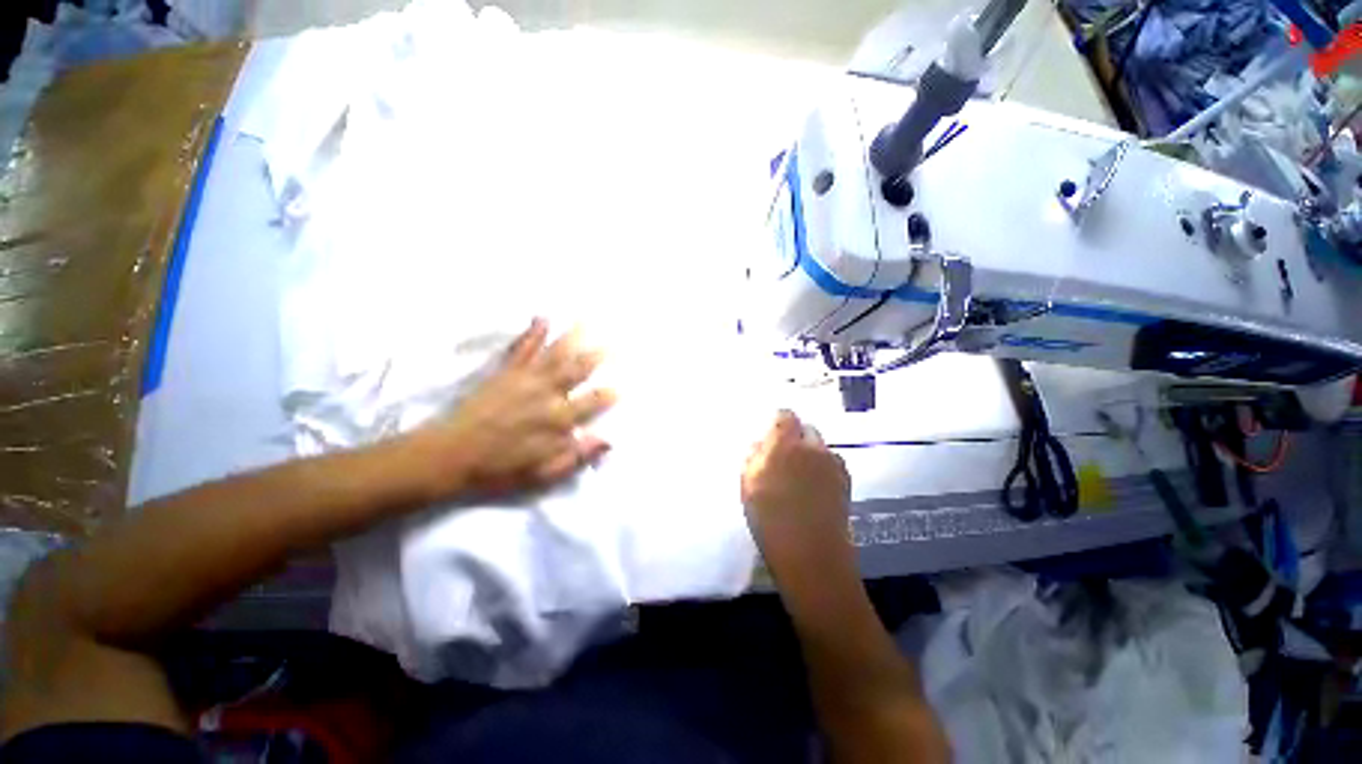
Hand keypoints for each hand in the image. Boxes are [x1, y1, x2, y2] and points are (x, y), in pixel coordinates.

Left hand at [403, 318, 615, 498]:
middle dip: (596, 356)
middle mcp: (546, 393)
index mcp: (558, 419)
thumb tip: (608, 441)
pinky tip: (541, 318)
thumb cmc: (498, 469)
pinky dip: (532, 332)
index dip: (609, 394)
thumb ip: (577, 456)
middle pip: (577, 370)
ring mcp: (525, 379)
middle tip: (613, 343)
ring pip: (555, 354)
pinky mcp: (505, 372)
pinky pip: (522, 348)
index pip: (592, 402)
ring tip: (586, 321)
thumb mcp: (542, 473)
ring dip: (572, 337)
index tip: (621, 386)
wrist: (449, 456)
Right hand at [741, 410, 853, 576]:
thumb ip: (752, 457)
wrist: (810, 554)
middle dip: (795, 438)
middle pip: (805, 429)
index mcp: (784, 445)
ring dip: (810, 453)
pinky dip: (823, 467)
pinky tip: (815, 488)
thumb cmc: (770, 519)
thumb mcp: (748, 485)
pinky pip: (832, 462)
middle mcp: (812, 447)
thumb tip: (759, 443)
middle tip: (783, 458)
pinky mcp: (846, 479)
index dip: (779, 421)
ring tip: (800, 476)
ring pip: (820, 447)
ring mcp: (832, 463)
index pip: (786, 416)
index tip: (772, 434)